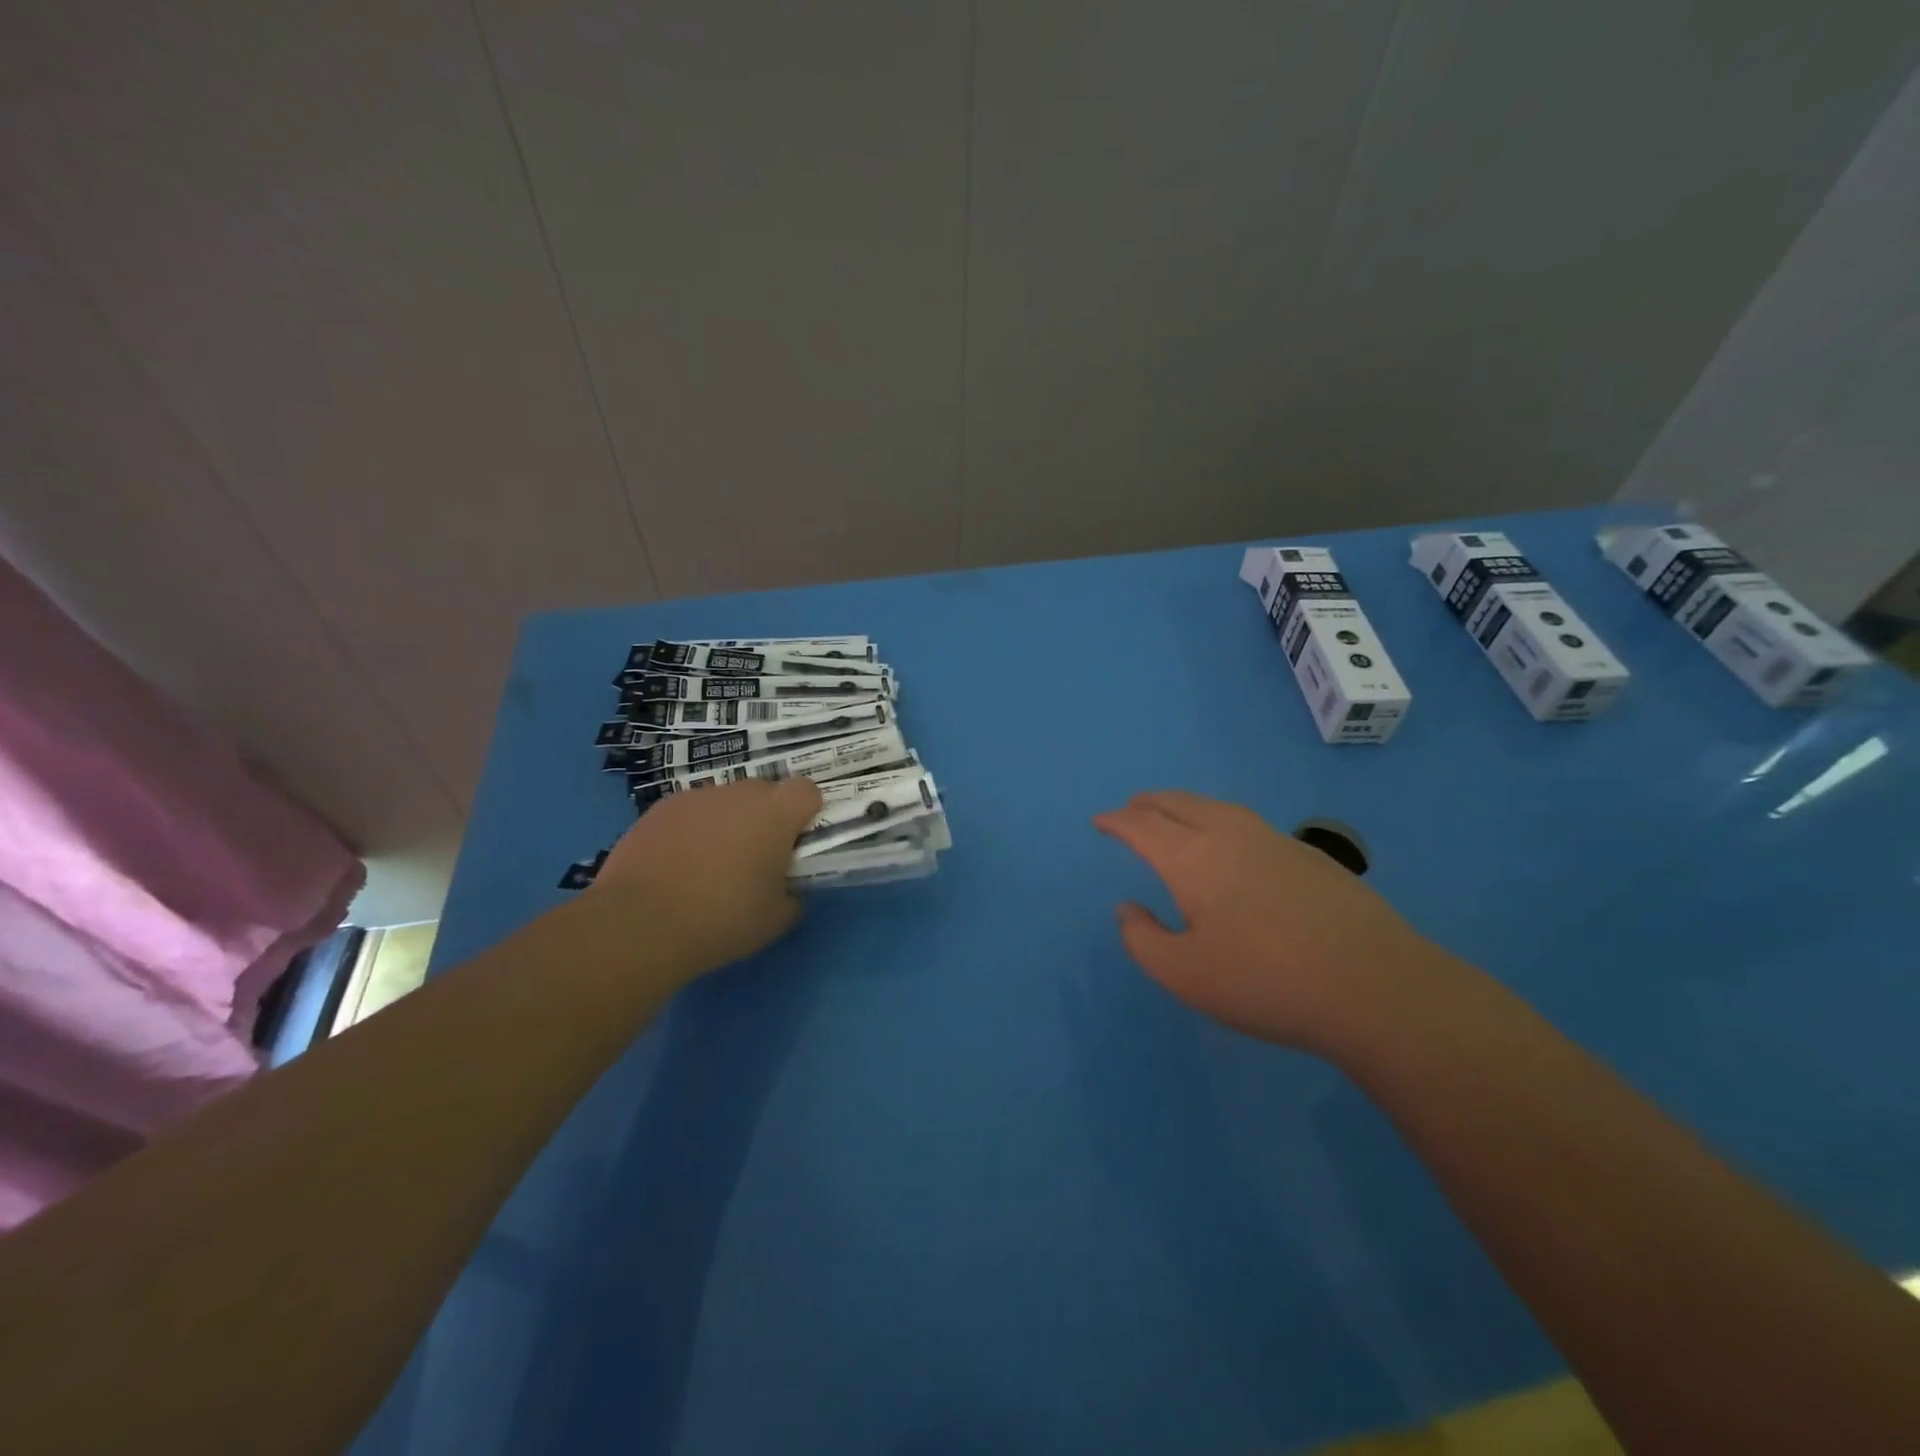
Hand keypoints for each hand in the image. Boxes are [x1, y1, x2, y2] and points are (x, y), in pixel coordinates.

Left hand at [588, 777, 823, 979]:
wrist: (640, 924)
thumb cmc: (722, 919)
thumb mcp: (776, 920)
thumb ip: (793, 896)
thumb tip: (788, 891)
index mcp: (776, 814)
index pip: (807, 790)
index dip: (806, 812)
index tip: (797, 841)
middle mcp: (738, 794)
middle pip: (765, 791)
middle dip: (766, 816)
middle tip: (756, 857)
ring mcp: (695, 798)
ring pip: (724, 801)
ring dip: (727, 822)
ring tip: (710, 864)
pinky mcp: (658, 810)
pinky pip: (689, 813)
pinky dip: (691, 830)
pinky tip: (677, 866)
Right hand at [1093, 791, 1449, 1052]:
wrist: (1374, 986)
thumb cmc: (1265, 981)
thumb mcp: (1185, 975)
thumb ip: (1143, 940)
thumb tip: (1127, 909)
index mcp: (1192, 858)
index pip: (1142, 825)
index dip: (1116, 821)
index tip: (1100, 821)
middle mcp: (1229, 834)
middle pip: (1178, 803)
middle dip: (1148, 804)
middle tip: (1130, 809)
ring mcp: (1273, 840)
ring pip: (1215, 806)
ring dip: (1184, 805)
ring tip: (1173, 815)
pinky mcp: (1308, 854)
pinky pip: (1245, 821)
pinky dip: (1218, 819)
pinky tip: (1229, 843)